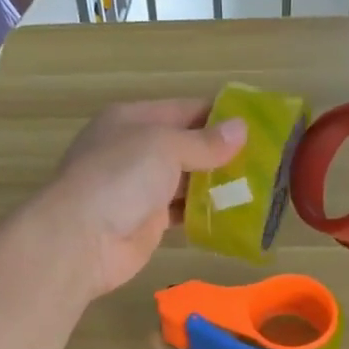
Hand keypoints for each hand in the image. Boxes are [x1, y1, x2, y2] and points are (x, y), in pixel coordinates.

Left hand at [42, 98, 245, 296]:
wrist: (81, 239)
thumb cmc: (120, 177)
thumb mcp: (164, 146)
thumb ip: (204, 141)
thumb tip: (242, 129)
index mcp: (132, 120)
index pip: (184, 110)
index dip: (220, 116)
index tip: (259, 124)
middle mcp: (135, 150)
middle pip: (186, 145)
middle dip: (223, 152)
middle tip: (267, 159)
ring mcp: (140, 188)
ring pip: (186, 180)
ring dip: (217, 184)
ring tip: (259, 185)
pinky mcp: (147, 222)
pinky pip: (182, 212)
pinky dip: (205, 212)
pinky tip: (235, 214)